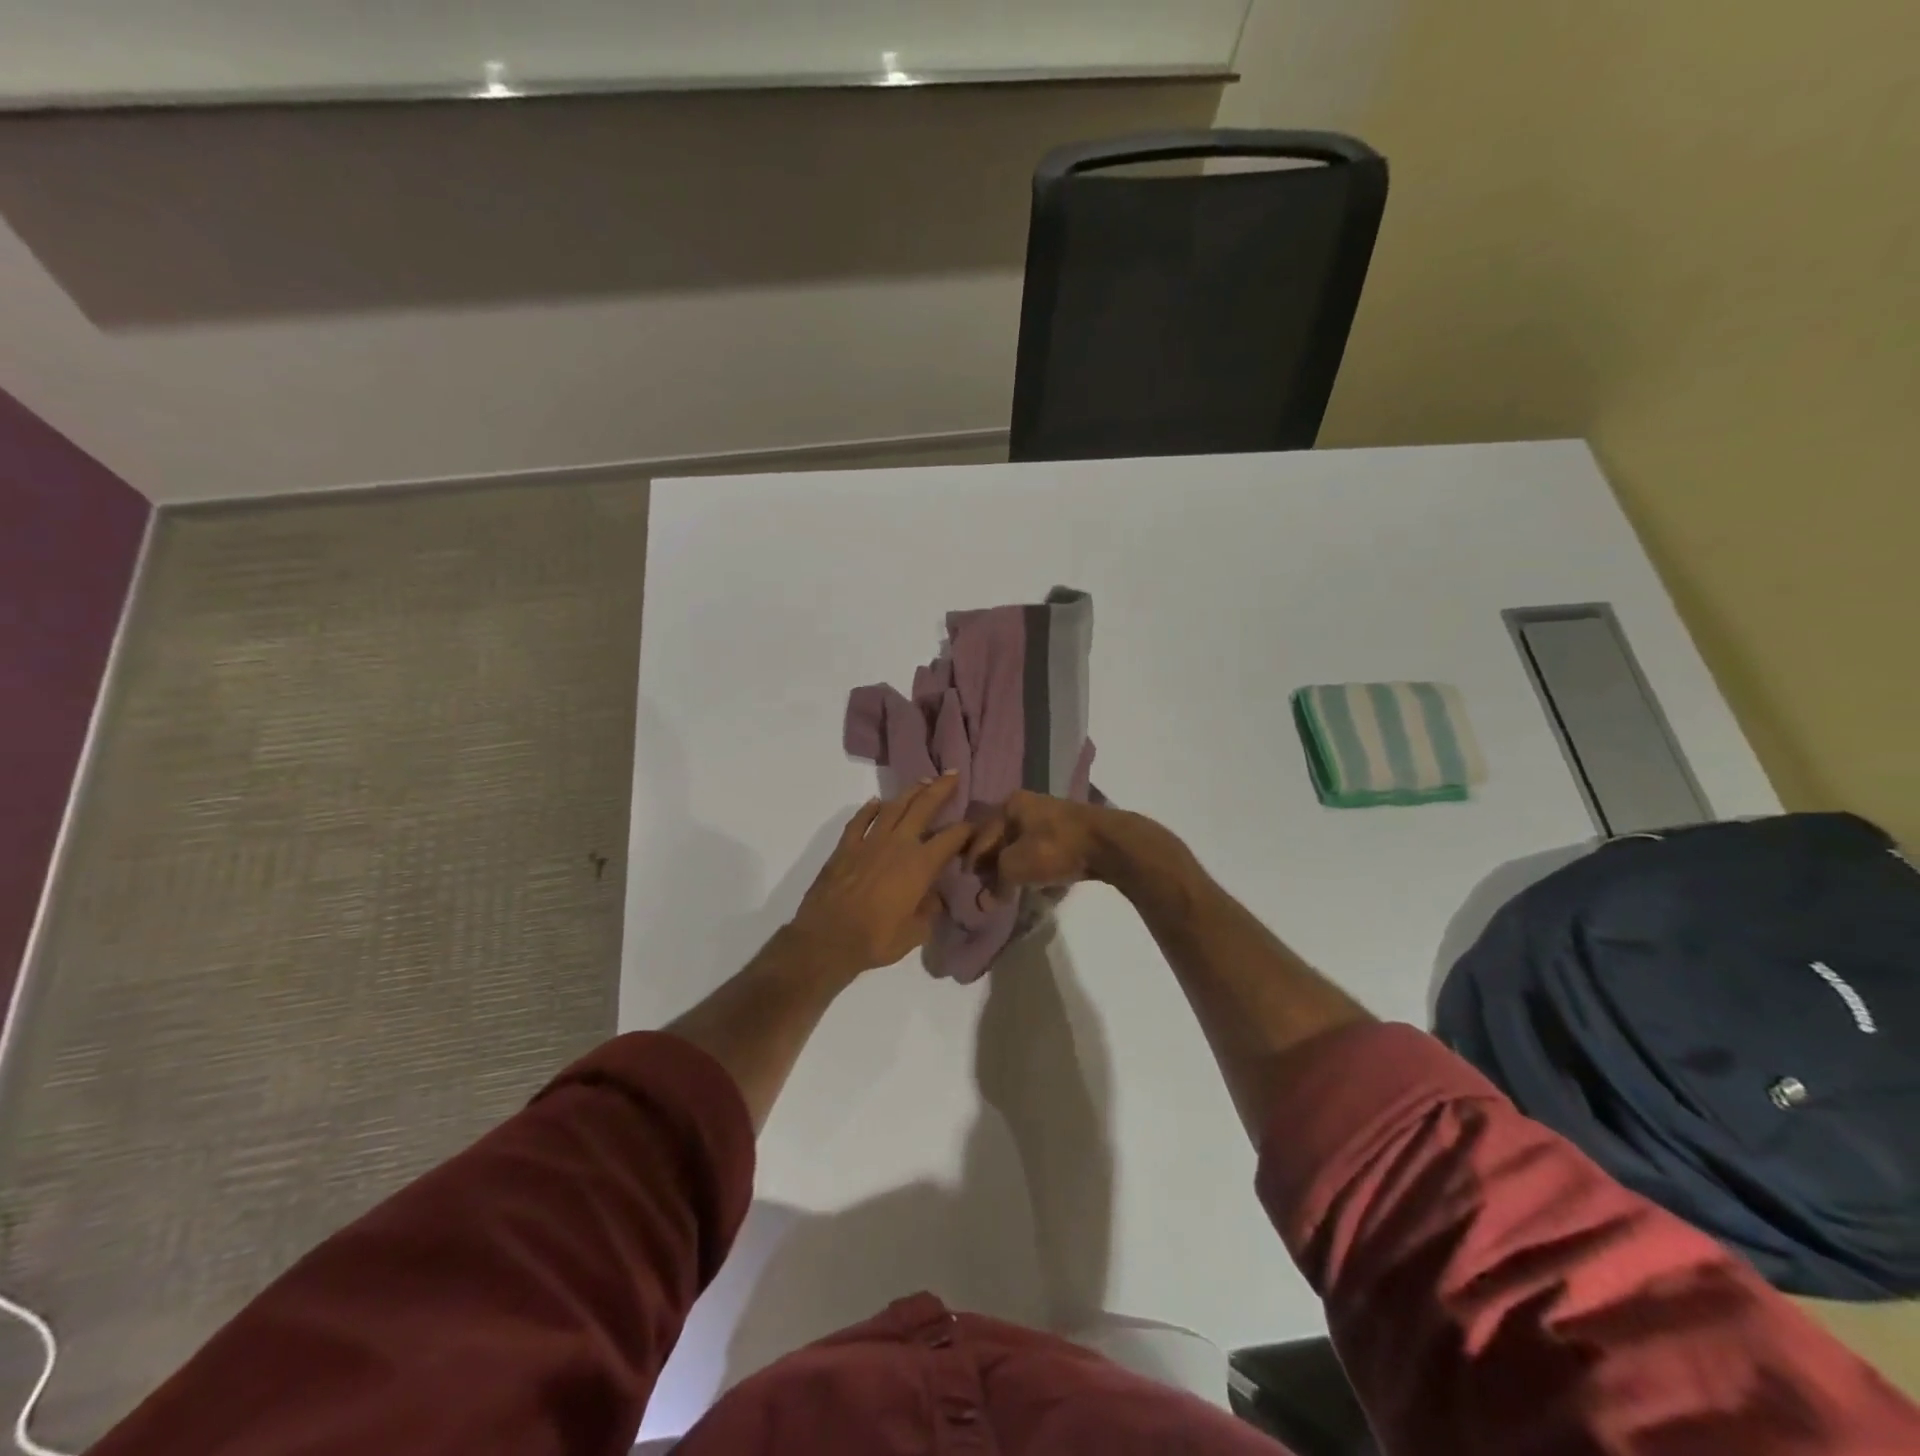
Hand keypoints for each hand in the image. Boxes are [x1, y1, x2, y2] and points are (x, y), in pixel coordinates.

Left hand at [788, 775, 973, 975]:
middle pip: (923, 808)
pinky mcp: (846, 847)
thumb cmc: (875, 939)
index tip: (976, 824)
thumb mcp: (915, 933)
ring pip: (893, 807)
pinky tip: (876, 802)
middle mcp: (898, 845)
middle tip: (952, 774)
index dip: (967, 829)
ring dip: (909, 792)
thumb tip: (934, 897)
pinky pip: (860, 821)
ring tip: (922, 781)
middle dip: (940, 789)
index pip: (951, 838)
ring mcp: (869, 842)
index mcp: (920, 865)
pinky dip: (869, 809)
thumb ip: (929, 911)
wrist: (826, 939)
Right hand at [964, 790, 1115, 901]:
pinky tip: (1034, 881)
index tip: (966, 879)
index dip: (971, 858)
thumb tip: (985, 902)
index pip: (981, 833)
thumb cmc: (1053, 848)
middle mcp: (1028, 804)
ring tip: (1009, 886)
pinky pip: (1042, 850)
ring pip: (1022, 843)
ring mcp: (1051, 816)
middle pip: (1001, 837)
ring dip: (1014, 865)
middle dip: (992, 861)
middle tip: (986, 884)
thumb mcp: (1015, 866)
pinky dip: (1034, 865)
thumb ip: (997, 882)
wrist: (1107, 843)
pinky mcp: (1070, 831)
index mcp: (1010, 804)